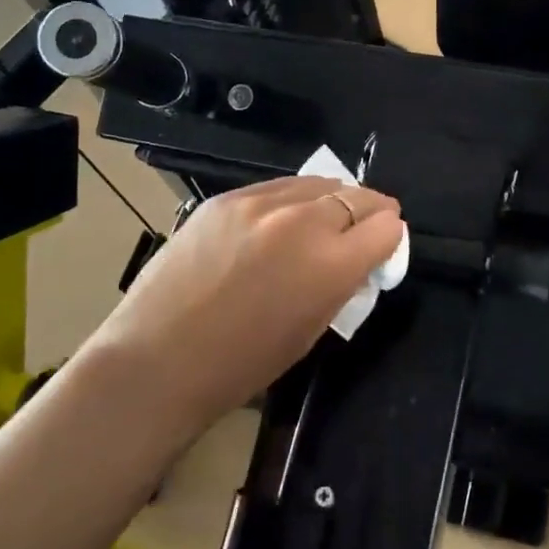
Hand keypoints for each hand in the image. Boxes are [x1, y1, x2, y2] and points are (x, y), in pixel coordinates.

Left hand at [77, 175, 403, 433]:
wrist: (159, 358)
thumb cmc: (241, 364)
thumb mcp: (310, 330)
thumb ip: (341, 284)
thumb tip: (357, 258)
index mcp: (331, 264)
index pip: (386, 228)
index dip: (390, 238)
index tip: (382, 246)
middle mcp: (303, 222)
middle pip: (358, 196)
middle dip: (369, 212)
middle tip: (366, 226)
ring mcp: (260, 204)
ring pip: (317, 183)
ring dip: (331, 199)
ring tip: (324, 217)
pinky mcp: (226, 198)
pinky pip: (275, 188)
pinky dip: (290, 200)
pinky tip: (280, 220)